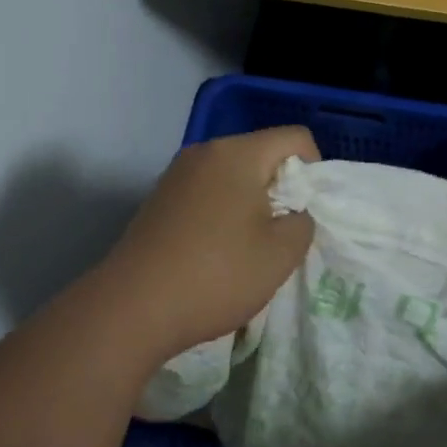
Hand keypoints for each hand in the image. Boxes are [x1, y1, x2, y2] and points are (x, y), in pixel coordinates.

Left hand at [96, 126, 318, 363]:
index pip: (295, 138)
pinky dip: (223, 211)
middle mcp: (205, 152)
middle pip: (262, 153)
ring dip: (252, 202)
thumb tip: (293, 213)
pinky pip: (208, 191)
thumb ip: (303, 222)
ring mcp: (177, 174)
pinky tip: (216, 251)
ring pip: (234, 174)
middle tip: (282, 233)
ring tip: (249, 246)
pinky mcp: (160, 198)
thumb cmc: (217, 275)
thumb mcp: (281, 254)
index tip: (307, 211)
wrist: (132, 308)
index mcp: (238, 153)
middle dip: (282, 187)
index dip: (315, 169)